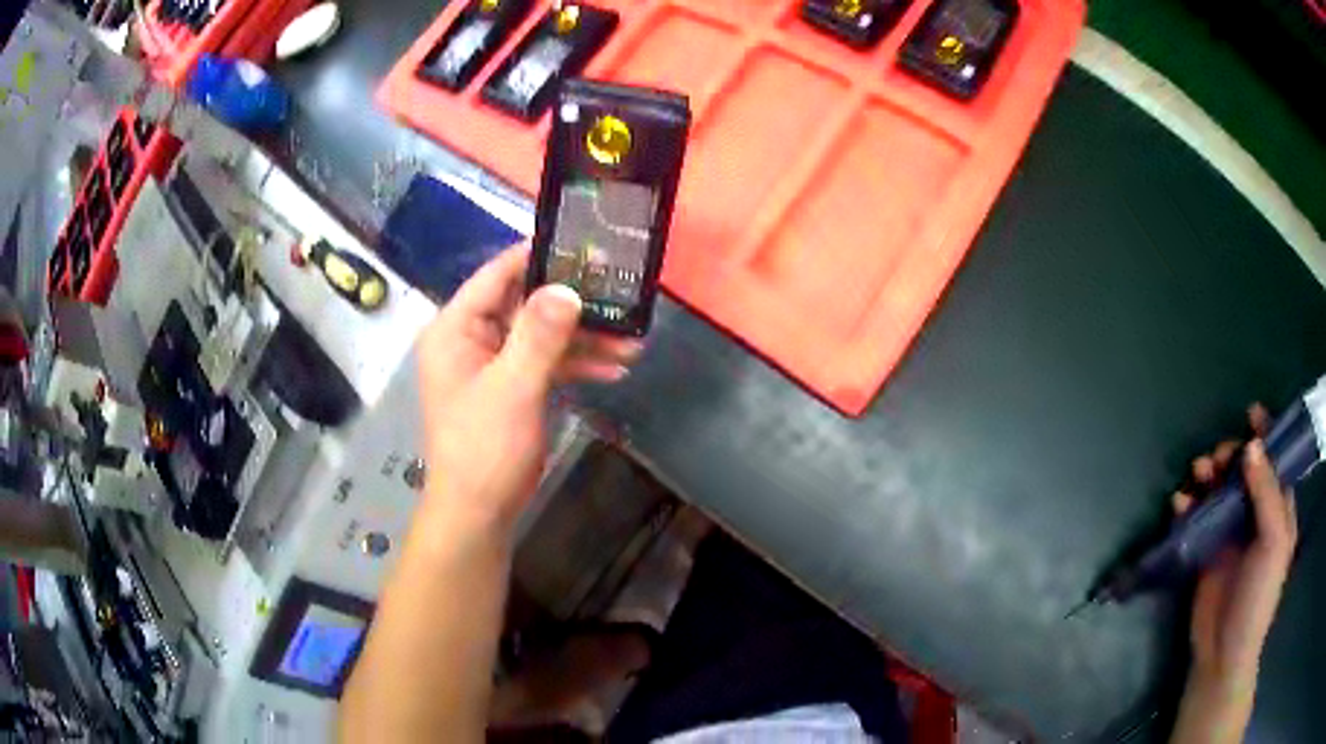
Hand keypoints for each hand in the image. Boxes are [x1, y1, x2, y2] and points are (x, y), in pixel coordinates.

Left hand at [415, 244, 641, 530]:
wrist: (479, 512)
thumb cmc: (485, 447)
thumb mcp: (513, 386)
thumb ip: (540, 333)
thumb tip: (567, 287)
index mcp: (457, 328)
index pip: (497, 275)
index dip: (537, 256)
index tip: (582, 243)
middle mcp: (472, 338)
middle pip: (526, 303)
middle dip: (574, 305)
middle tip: (620, 293)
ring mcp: (493, 364)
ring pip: (543, 335)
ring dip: (585, 339)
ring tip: (633, 341)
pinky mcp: (512, 387)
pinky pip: (546, 363)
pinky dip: (577, 364)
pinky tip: (615, 368)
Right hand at [1172, 405, 1297, 682]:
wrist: (1223, 655)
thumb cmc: (1257, 597)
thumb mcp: (1272, 543)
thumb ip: (1266, 493)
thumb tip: (1251, 446)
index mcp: (1279, 511)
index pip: (1275, 462)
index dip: (1267, 435)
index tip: (1251, 413)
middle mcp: (1256, 517)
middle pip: (1245, 472)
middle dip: (1231, 456)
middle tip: (1218, 458)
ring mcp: (1231, 536)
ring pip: (1220, 491)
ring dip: (1208, 476)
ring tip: (1197, 474)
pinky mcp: (1206, 554)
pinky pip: (1197, 519)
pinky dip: (1188, 506)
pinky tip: (1179, 504)